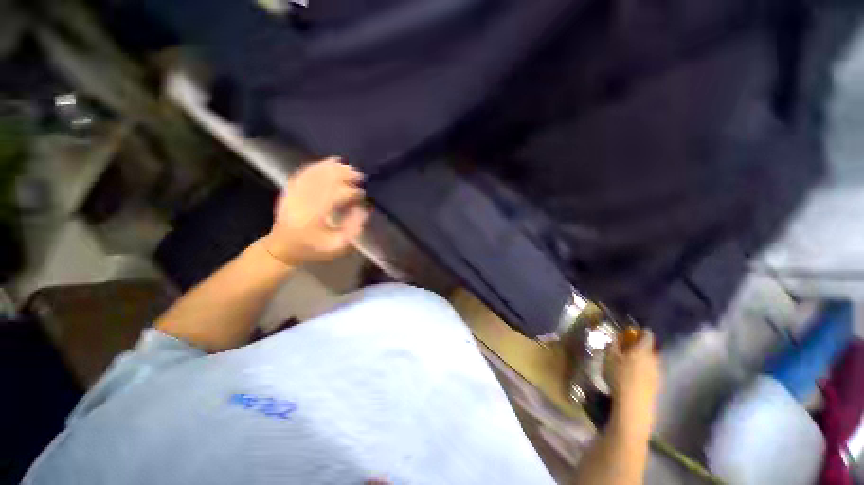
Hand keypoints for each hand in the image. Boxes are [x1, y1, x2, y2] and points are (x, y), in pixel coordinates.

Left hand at [262, 157, 368, 265]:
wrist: (282, 248)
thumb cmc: (313, 249)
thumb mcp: (338, 246)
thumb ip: (353, 228)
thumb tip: (362, 208)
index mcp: (315, 217)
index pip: (336, 195)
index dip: (351, 192)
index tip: (362, 194)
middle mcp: (302, 201)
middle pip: (325, 179)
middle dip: (344, 174)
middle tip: (359, 175)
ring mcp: (293, 193)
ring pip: (315, 173)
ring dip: (333, 168)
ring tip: (348, 167)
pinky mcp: (290, 189)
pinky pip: (304, 172)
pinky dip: (318, 165)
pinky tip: (329, 162)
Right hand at [605, 331, 661, 438]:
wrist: (634, 404)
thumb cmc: (619, 376)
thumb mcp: (609, 357)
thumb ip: (613, 345)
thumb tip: (616, 337)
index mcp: (643, 350)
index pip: (647, 336)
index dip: (642, 332)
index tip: (634, 331)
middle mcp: (654, 359)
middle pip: (651, 349)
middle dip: (642, 347)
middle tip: (629, 348)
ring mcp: (657, 374)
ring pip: (652, 361)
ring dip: (643, 359)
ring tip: (630, 363)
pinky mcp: (657, 386)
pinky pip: (651, 372)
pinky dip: (644, 371)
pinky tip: (634, 376)